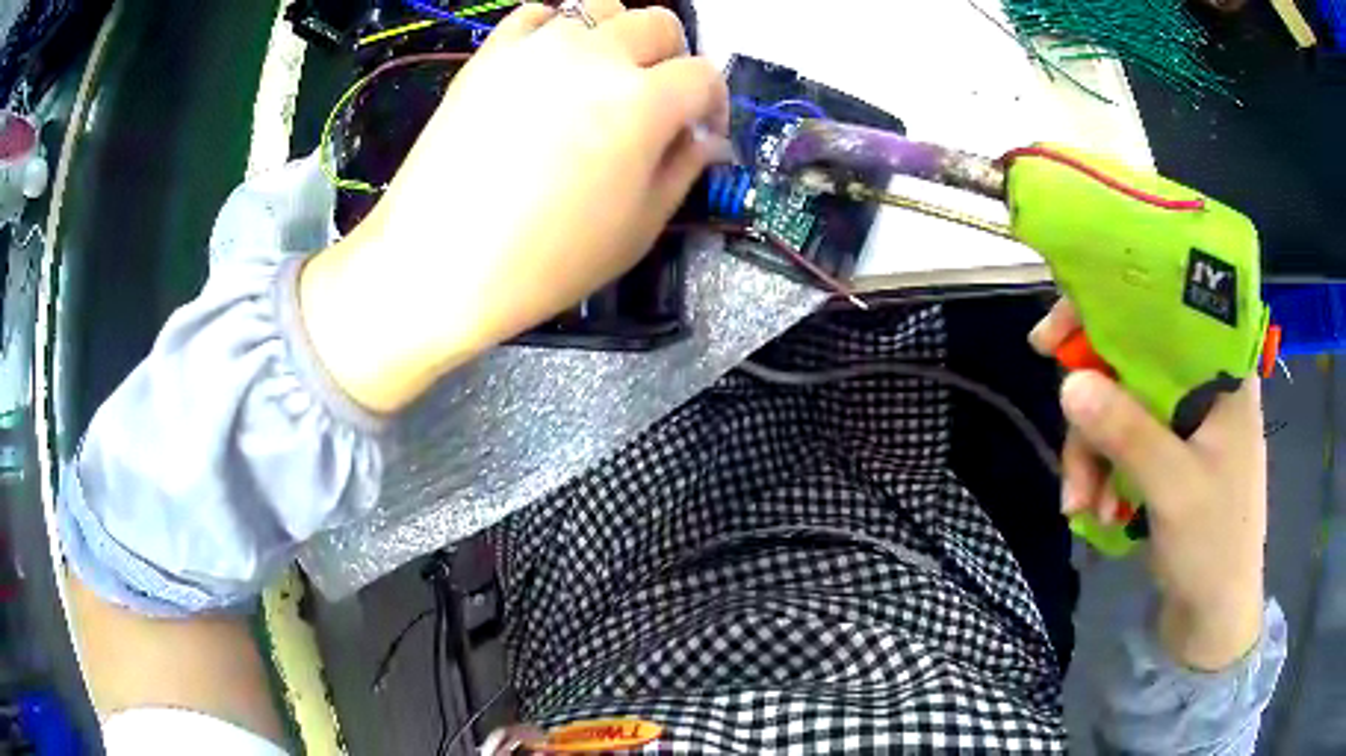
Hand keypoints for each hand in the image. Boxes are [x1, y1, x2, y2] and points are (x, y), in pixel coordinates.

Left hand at [300, 0, 729, 412]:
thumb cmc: (545, 261)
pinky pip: (537, 16)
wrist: (438, 262)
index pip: (702, 76)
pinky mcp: (491, 53)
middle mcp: (596, 55)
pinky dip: (556, 31)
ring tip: (601, 77)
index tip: (700, 131)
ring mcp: (537, 46)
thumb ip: (682, 170)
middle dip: (670, 60)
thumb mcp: (637, 229)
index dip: (712, 103)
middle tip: (655, 101)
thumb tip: (702, 138)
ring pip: (601, 9)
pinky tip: (550, 65)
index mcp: (642, 101)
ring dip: (617, 37)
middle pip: (658, 25)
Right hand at [1031, 300, 1267, 670]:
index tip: (1053, 340)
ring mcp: (1183, 423)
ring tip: (1080, 506)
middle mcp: (1201, 385)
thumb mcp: (1173, 489)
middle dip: (1092, 411)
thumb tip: (1068, 383)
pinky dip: (1101, 474)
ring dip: (1092, 455)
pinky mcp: (1167, 456)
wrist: (1214, 618)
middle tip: (1066, 450)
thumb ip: (1128, 433)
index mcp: (1221, 371)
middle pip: (1130, 363)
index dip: (1105, 311)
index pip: (1161, 309)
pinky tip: (1095, 511)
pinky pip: (1121, 443)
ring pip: (1119, 407)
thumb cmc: (1214, 548)